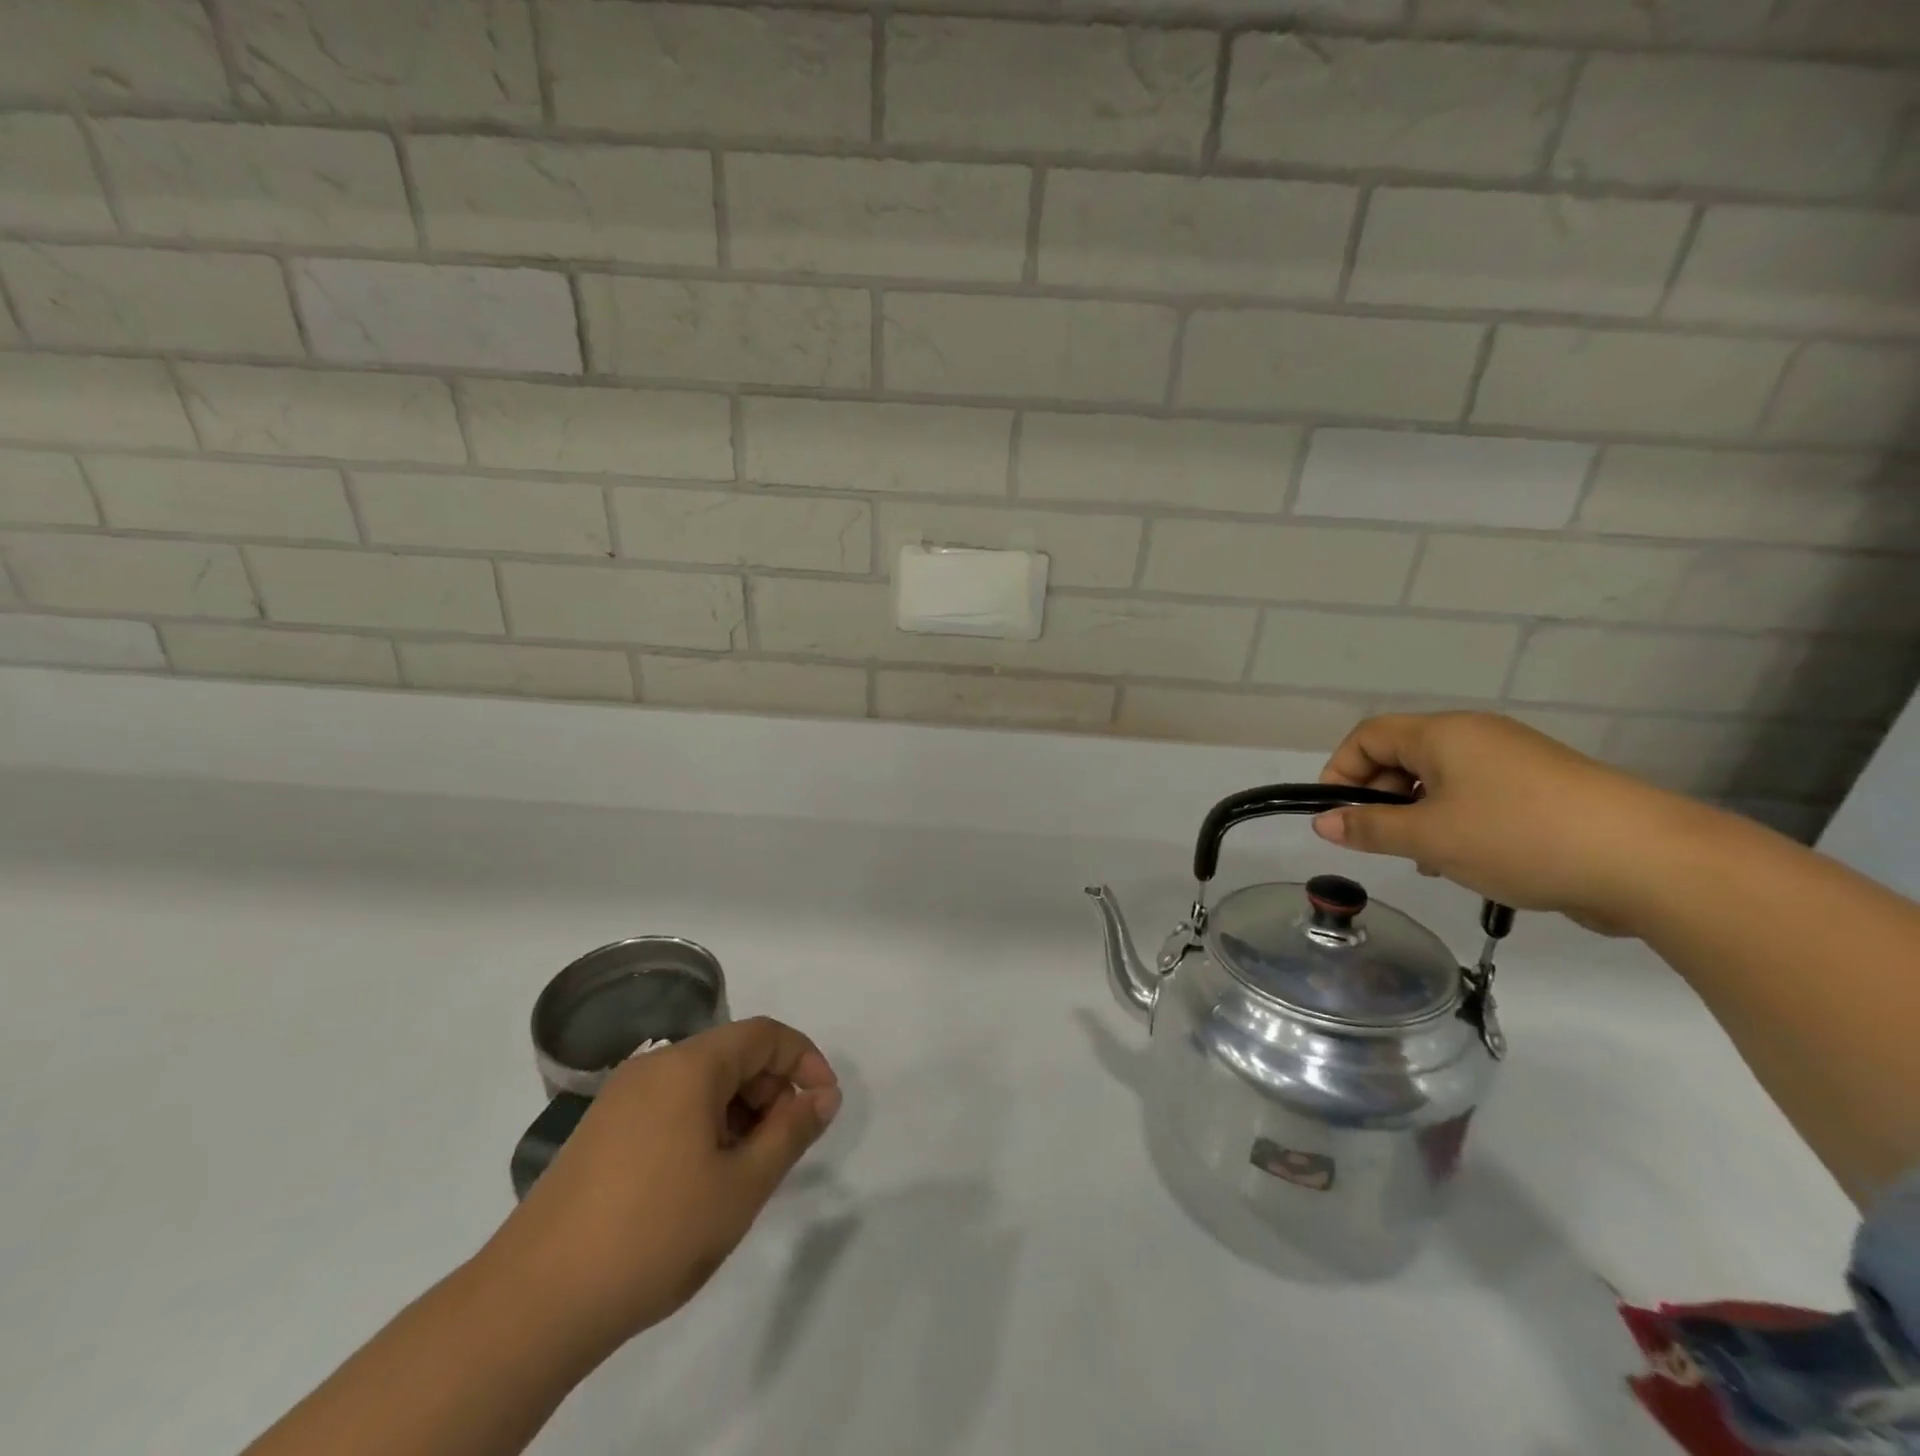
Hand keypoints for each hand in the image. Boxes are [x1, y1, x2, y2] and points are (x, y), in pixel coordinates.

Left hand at [478, 1017, 840, 1365]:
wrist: (532, 1304)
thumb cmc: (654, 1234)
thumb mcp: (741, 1186)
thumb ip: (792, 1132)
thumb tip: (824, 1095)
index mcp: (689, 1065)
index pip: (764, 1035)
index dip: (805, 1061)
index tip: (825, 1105)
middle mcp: (653, 1067)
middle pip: (732, 1055)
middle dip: (771, 1091)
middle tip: (785, 1147)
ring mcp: (620, 1099)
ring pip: (701, 1084)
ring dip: (738, 1112)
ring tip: (745, 1172)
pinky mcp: (600, 1131)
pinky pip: (670, 1107)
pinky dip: (702, 1127)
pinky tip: (701, 1181)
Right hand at [1312, 712, 1697, 935]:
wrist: (1650, 861)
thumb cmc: (1519, 837)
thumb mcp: (1430, 838)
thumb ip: (1370, 829)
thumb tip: (1323, 822)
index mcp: (1444, 734)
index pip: (1368, 736)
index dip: (1340, 771)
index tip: (1335, 816)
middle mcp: (1477, 737)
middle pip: (1403, 756)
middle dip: (1379, 798)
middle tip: (1378, 842)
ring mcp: (1515, 762)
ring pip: (1439, 781)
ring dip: (1416, 816)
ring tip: (1423, 860)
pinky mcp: (1544, 791)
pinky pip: (1477, 797)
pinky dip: (1455, 823)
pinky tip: (1465, 862)